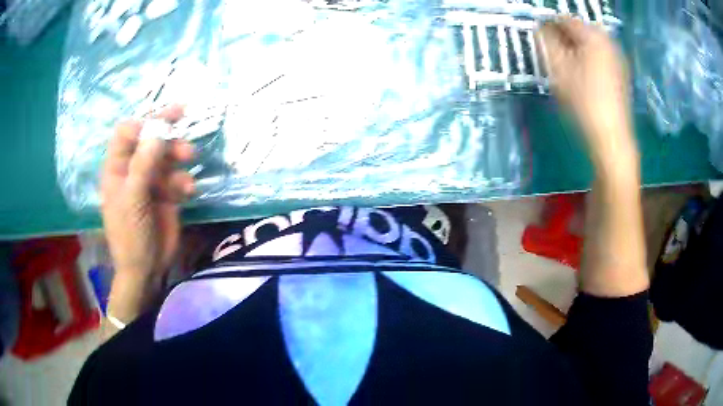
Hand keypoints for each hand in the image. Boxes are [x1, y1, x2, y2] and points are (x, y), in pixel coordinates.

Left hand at [101, 106, 194, 321]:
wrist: (146, 269)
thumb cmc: (130, 235)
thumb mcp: (133, 199)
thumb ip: (143, 164)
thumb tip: (158, 131)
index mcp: (117, 168)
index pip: (126, 133)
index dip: (142, 123)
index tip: (162, 121)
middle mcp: (133, 170)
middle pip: (149, 139)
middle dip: (165, 132)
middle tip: (183, 119)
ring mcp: (150, 181)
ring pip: (166, 155)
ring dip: (178, 154)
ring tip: (190, 159)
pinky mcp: (167, 194)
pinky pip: (178, 176)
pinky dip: (184, 180)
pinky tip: (188, 191)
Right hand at [537, 18, 636, 169]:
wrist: (611, 138)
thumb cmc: (583, 102)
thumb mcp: (559, 69)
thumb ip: (546, 42)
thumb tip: (541, 28)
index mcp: (593, 36)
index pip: (564, 19)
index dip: (548, 25)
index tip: (539, 37)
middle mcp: (608, 41)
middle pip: (579, 30)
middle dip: (563, 37)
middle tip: (553, 53)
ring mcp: (617, 57)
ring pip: (590, 43)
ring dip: (575, 47)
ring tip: (567, 64)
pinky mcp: (621, 73)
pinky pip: (600, 55)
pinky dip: (588, 58)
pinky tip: (583, 74)